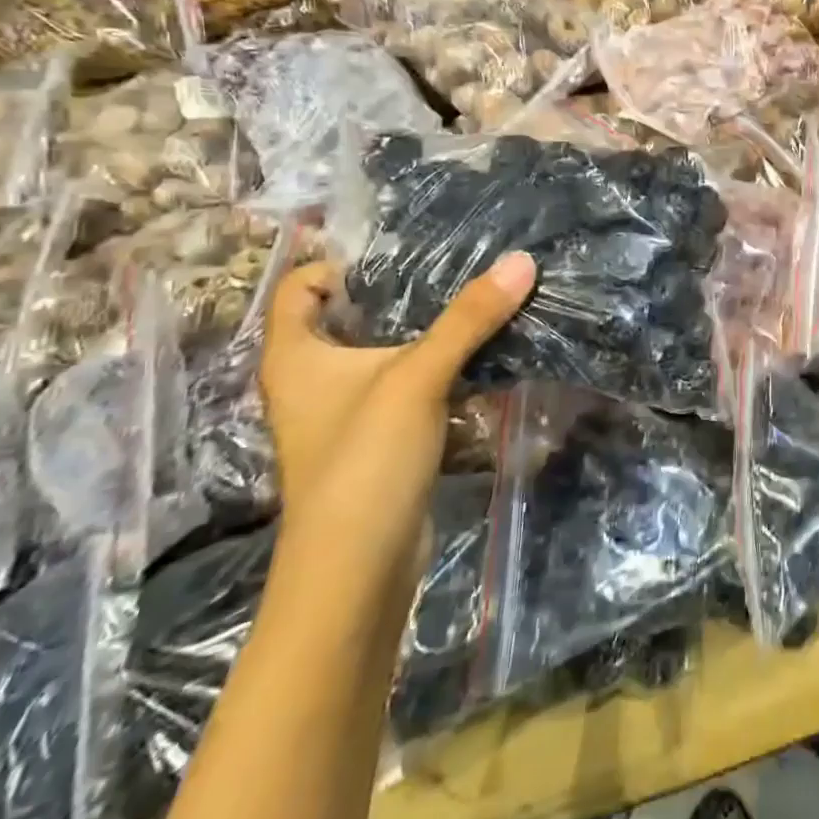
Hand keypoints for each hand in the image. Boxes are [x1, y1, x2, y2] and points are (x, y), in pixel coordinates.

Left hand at [258, 252, 534, 560]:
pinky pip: (411, 389)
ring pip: (388, 354)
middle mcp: (313, 379)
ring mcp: (347, 413)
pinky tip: (485, 358)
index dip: (343, 261)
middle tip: (459, 266)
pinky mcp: (380, 441)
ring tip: (481, 302)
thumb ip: (469, 318)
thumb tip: (521, 260)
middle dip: (403, 292)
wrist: (358, 570)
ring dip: (430, 333)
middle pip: (353, 316)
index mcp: (296, 355)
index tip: (404, 248)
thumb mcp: (417, 378)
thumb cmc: (364, 461)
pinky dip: (442, 371)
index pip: (303, 285)